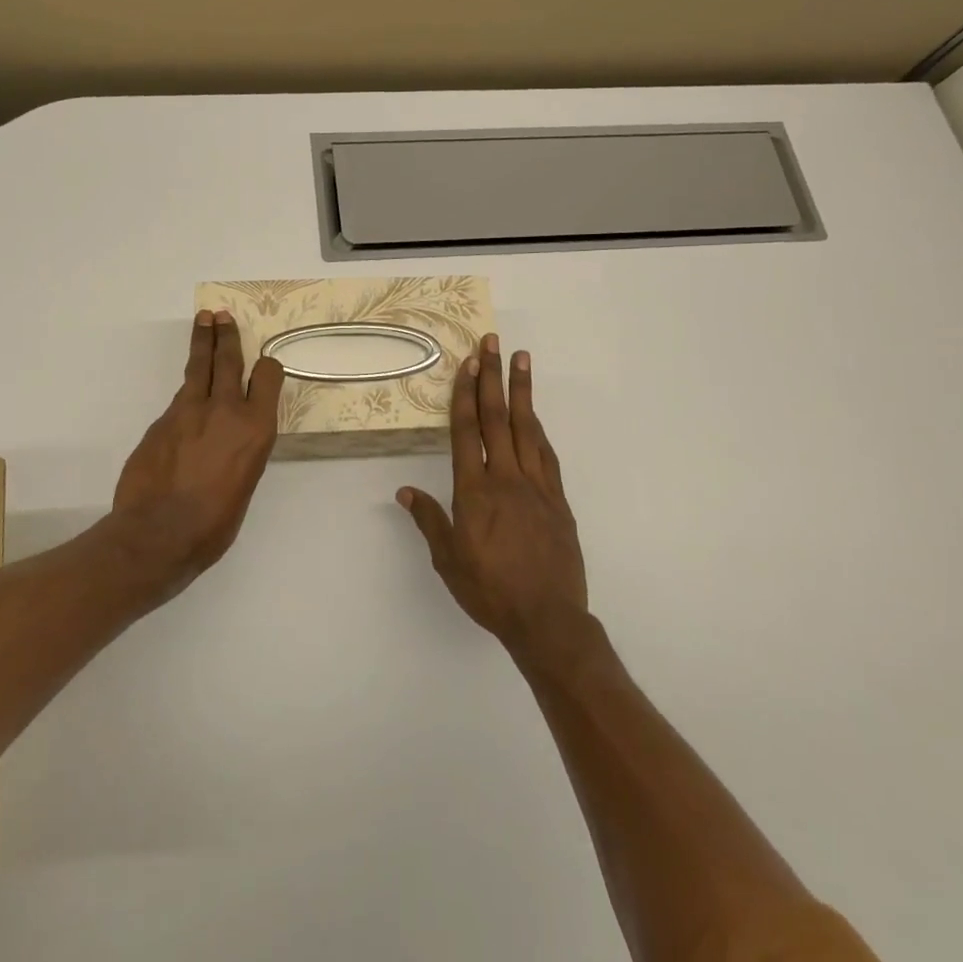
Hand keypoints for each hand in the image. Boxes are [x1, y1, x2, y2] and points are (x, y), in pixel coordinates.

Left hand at [110, 309, 283, 595]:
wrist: (157, 534)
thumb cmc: (213, 524)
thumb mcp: (245, 484)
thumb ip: (241, 451)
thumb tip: (230, 441)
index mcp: (255, 429)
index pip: (267, 377)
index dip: (266, 368)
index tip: (263, 366)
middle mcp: (225, 409)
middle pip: (228, 359)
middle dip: (226, 334)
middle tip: (222, 315)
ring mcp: (189, 410)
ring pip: (198, 367)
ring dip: (202, 342)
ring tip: (204, 320)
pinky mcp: (162, 419)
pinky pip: (179, 398)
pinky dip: (186, 391)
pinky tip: (186, 397)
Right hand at [398, 334, 587, 655]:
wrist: (547, 619)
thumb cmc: (490, 591)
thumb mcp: (448, 560)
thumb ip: (429, 521)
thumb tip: (405, 491)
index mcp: (475, 491)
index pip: (468, 431)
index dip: (466, 394)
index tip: (468, 363)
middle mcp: (506, 479)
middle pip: (498, 418)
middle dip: (493, 377)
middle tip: (493, 342)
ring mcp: (536, 486)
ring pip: (527, 428)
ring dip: (522, 392)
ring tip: (522, 360)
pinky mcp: (558, 500)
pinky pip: (546, 454)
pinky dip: (538, 429)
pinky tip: (535, 417)